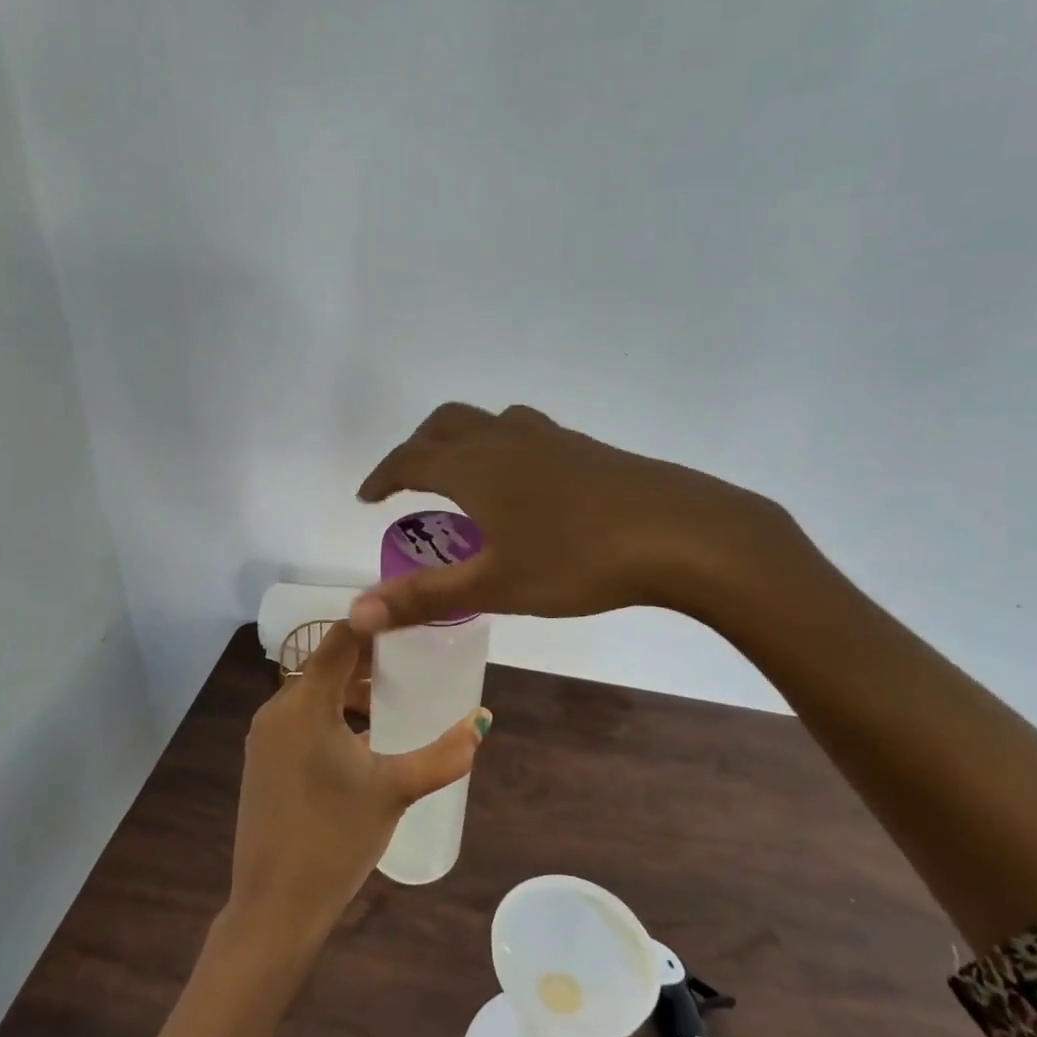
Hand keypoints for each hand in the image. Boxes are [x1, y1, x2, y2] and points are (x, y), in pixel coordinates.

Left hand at [228, 621, 492, 944]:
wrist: (273, 908)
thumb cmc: (335, 839)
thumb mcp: (396, 790)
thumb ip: (444, 755)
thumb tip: (482, 722)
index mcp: (306, 703)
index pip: (341, 638)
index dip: (375, 623)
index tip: (410, 618)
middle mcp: (277, 709)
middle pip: (326, 664)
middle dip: (368, 659)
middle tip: (412, 658)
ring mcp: (265, 736)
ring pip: (313, 693)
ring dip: (349, 690)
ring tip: (392, 699)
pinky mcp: (262, 761)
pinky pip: (300, 719)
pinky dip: (331, 715)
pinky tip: (362, 739)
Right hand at [353, 403, 801, 632]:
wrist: (680, 533)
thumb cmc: (577, 560)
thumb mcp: (496, 585)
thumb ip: (424, 597)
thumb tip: (356, 613)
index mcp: (475, 466)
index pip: (410, 459)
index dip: (383, 476)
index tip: (367, 496)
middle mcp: (506, 440)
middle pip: (445, 424)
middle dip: (418, 448)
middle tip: (408, 480)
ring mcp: (551, 438)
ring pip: (489, 423)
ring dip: (462, 441)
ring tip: (463, 478)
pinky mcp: (586, 448)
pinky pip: (526, 434)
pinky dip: (503, 449)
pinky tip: (525, 485)